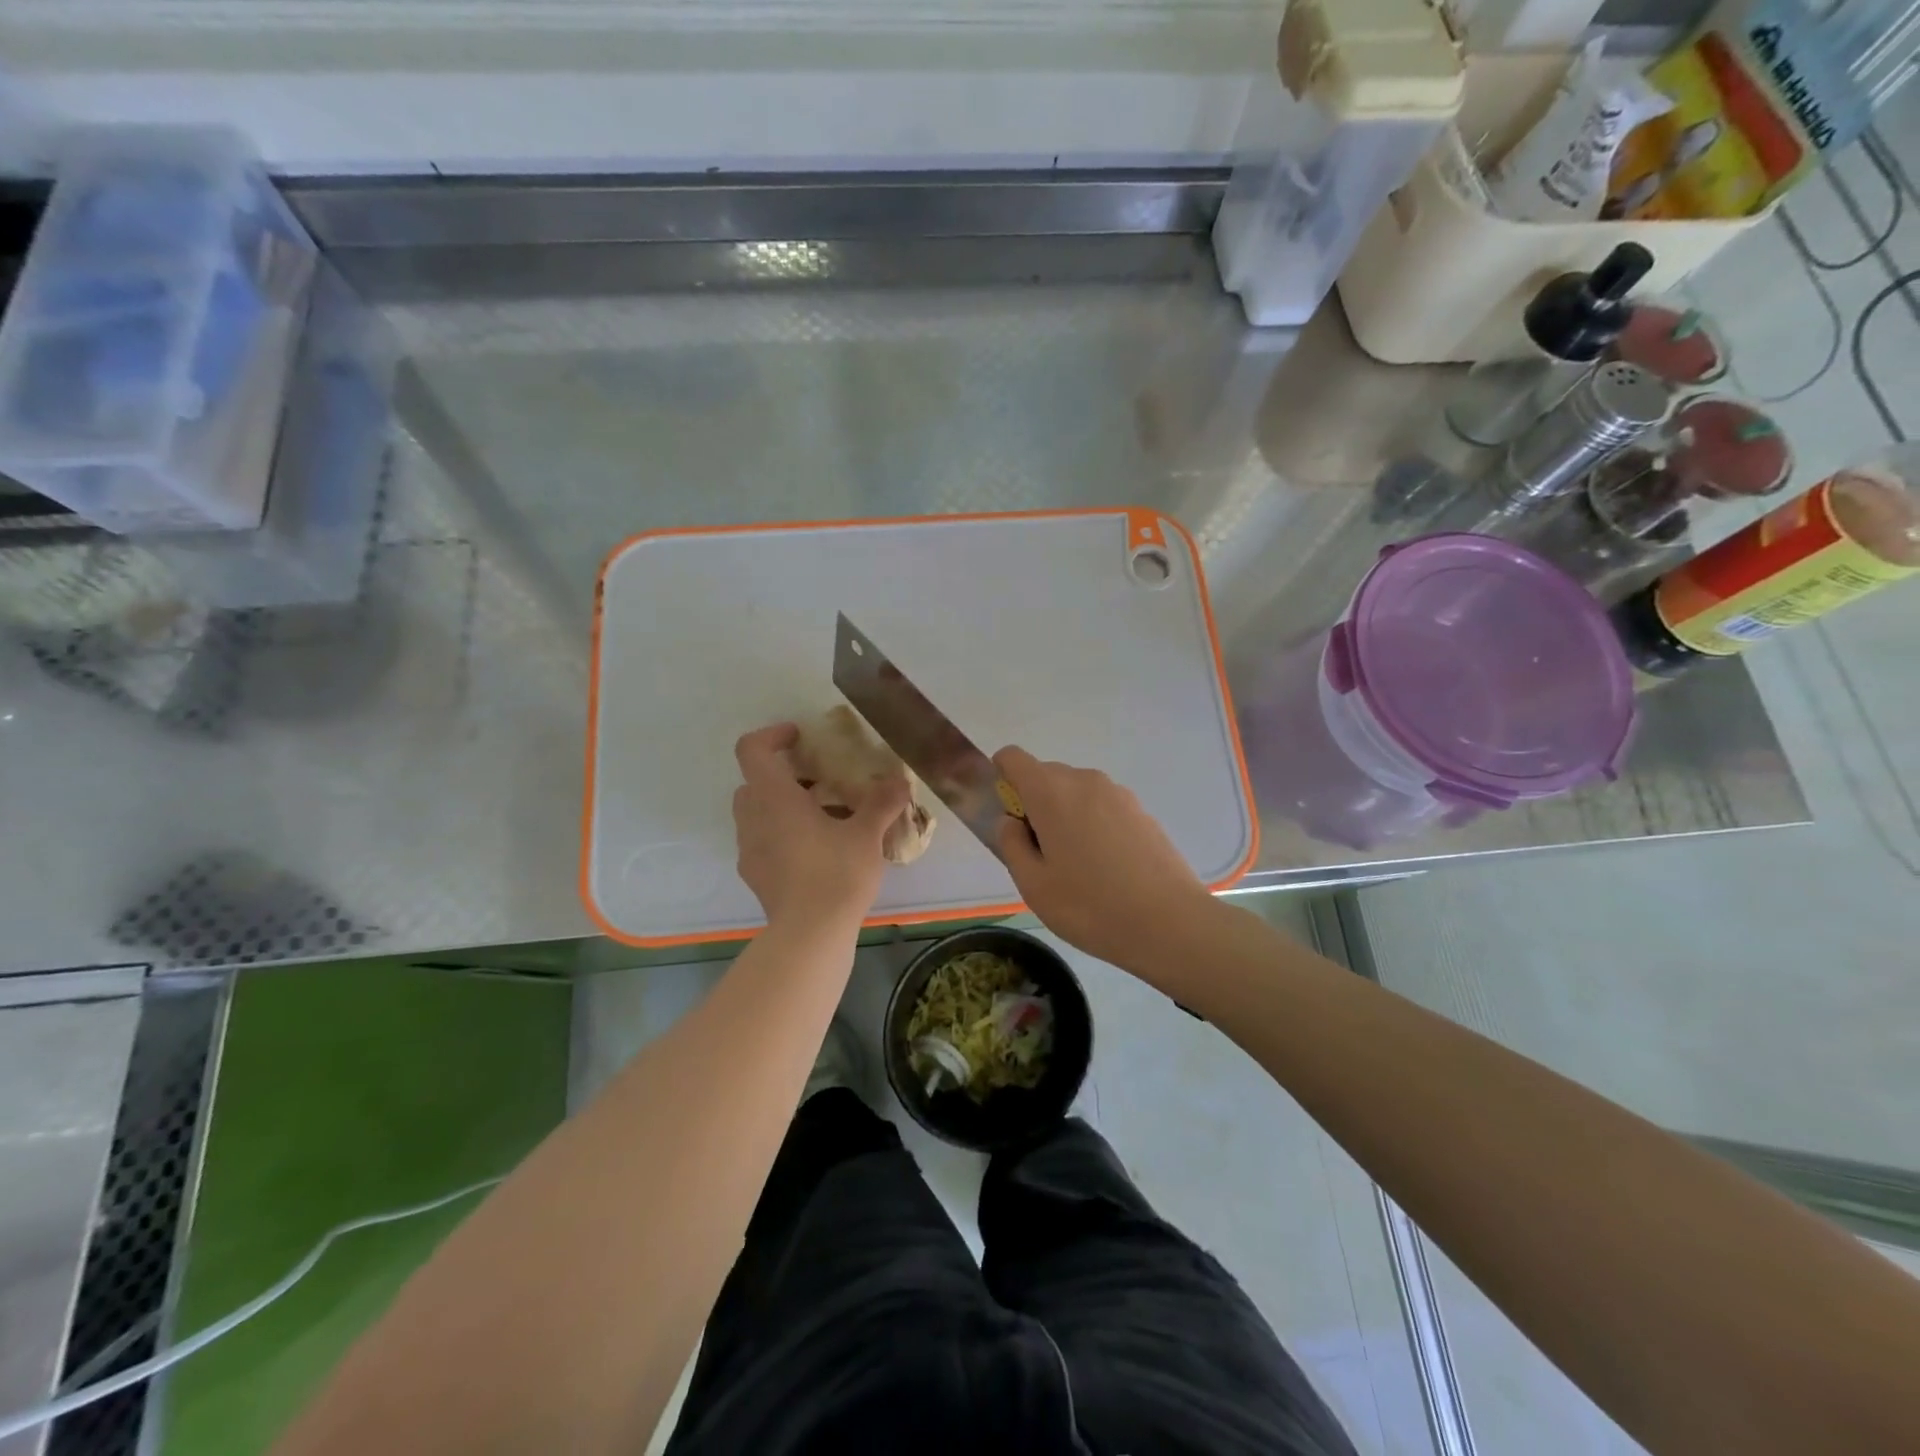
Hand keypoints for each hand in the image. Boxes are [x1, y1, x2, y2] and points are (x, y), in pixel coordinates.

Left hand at [733, 723, 909, 931]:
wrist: (810, 934)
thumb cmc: (836, 873)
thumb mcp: (867, 834)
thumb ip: (882, 802)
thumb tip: (900, 780)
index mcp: (774, 798)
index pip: (752, 749)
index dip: (772, 736)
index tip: (800, 738)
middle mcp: (753, 818)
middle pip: (753, 782)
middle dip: (781, 776)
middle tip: (817, 782)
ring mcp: (748, 849)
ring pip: (755, 813)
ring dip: (780, 806)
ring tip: (820, 817)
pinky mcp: (754, 875)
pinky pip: (761, 841)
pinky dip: (780, 835)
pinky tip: (813, 851)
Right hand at [993, 746, 1215, 969]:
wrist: (1171, 923)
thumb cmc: (1090, 906)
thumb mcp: (1033, 885)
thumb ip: (1011, 844)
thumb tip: (1011, 821)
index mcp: (1051, 791)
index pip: (1013, 758)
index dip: (1001, 778)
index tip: (1009, 817)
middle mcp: (1084, 780)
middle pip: (1045, 776)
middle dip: (1034, 805)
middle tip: (1042, 856)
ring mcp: (1118, 794)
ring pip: (1076, 793)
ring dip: (1065, 817)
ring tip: (1078, 868)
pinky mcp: (1142, 811)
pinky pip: (1102, 807)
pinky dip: (1093, 826)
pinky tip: (1108, 870)